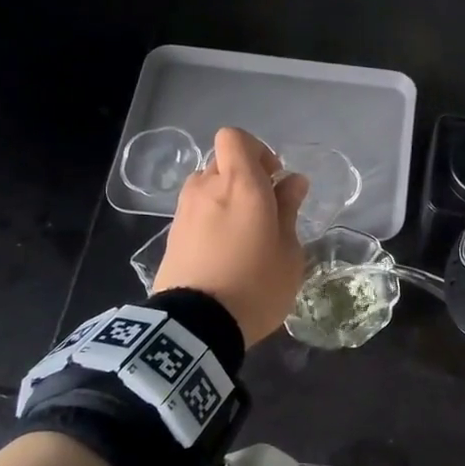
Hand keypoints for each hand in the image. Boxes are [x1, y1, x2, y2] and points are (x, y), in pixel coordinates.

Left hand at [154, 128, 308, 343]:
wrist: (196, 327)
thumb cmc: (255, 285)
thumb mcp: (288, 251)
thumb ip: (288, 210)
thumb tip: (292, 181)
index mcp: (241, 184)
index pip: (235, 138)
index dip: (255, 150)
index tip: (272, 179)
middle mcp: (208, 187)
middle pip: (222, 162)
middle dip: (242, 177)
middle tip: (262, 210)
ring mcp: (185, 210)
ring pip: (206, 186)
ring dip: (224, 198)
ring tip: (241, 232)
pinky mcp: (172, 234)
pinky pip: (195, 211)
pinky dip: (209, 219)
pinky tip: (223, 250)